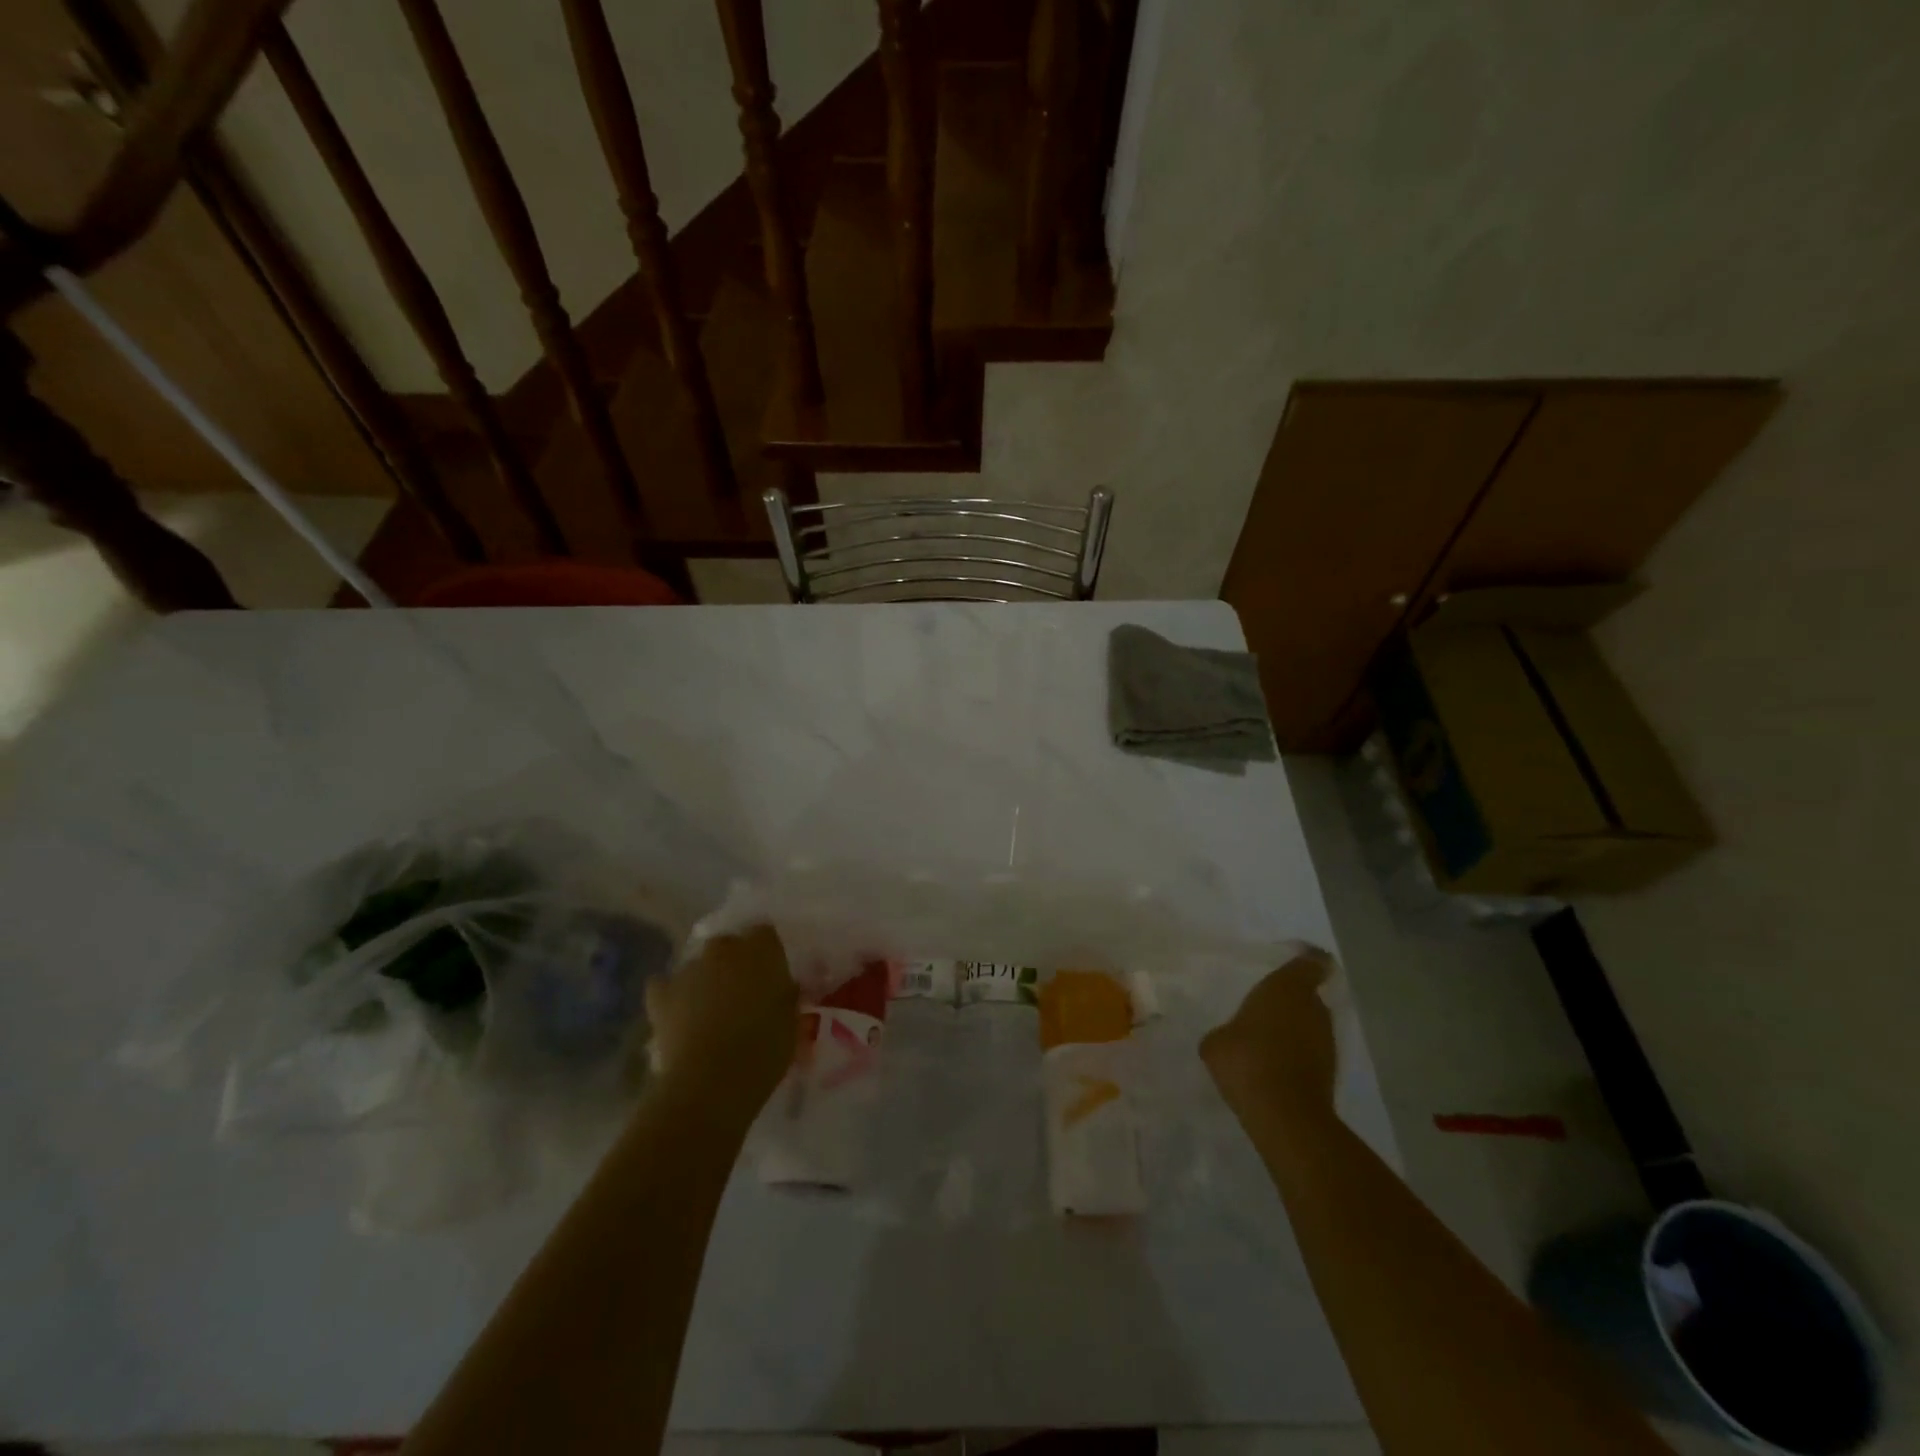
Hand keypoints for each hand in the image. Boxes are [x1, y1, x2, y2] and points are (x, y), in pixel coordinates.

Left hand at [645, 924, 798, 1126]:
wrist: (712, 1080)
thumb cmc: (764, 1049)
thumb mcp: (793, 1022)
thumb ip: (787, 996)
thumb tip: (783, 988)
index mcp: (761, 950)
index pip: (764, 933)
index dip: (767, 952)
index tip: (772, 975)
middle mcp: (723, 949)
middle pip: (729, 944)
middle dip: (734, 963)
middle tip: (743, 994)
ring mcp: (689, 969)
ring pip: (698, 965)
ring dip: (705, 979)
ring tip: (710, 1011)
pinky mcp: (661, 995)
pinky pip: (664, 986)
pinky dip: (670, 995)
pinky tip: (677, 1013)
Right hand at [1200, 948, 1337, 1135]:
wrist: (1284, 1113)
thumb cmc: (1246, 1059)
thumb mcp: (1216, 1042)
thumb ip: (1226, 1031)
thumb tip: (1229, 1038)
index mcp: (1286, 988)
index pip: (1310, 962)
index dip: (1307, 959)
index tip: (1295, 960)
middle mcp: (1313, 1008)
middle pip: (1308, 995)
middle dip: (1291, 1000)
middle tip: (1265, 1008)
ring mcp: (1327, 1041)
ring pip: (1311, 1024)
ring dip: (1294, 1029)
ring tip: (1266, 1042)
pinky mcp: (1331, 1071)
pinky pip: (1311, 1051)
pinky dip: (1297, 1055)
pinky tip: (1273, 1068)